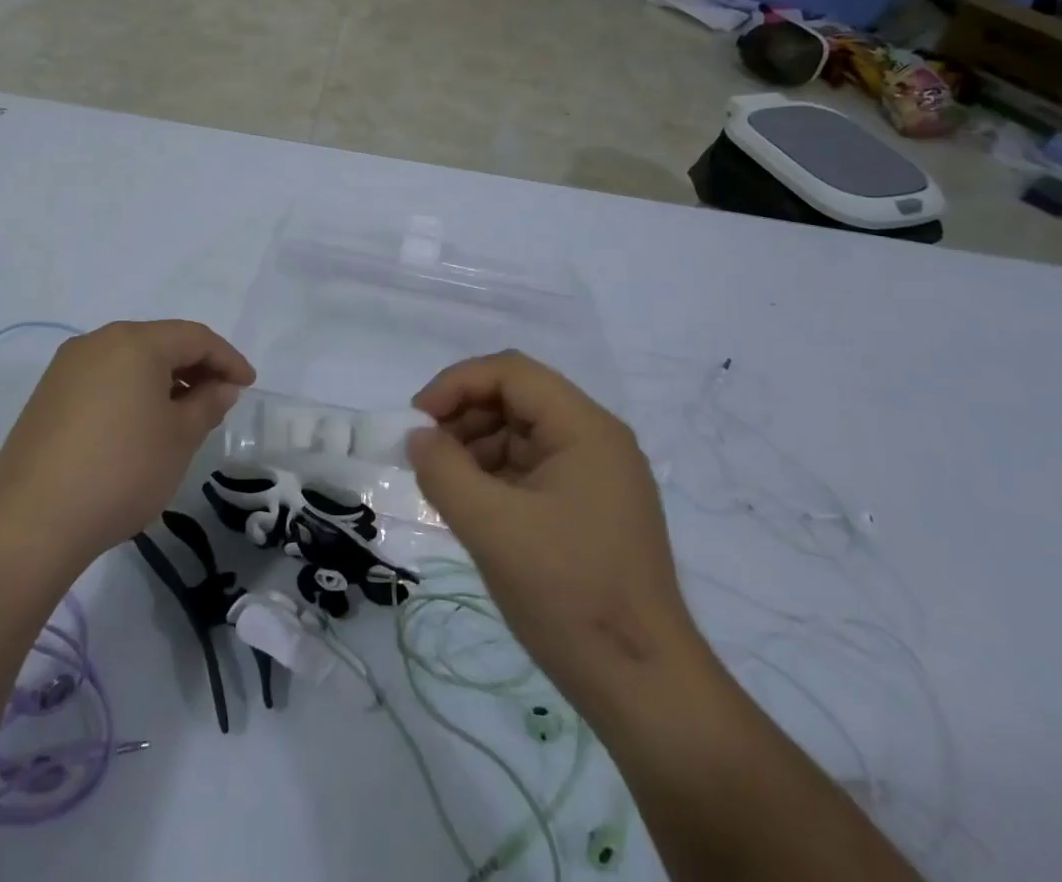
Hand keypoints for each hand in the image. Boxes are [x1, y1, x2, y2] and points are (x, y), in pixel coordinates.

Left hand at [0, 321, 254, 572]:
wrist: (31, 522)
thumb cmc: (121, 471)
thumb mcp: (179, 438)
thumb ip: (207, 404)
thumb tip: (221, 386)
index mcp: (135, 342)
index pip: (195, 337)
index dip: (228, 359)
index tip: (248, 385)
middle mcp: (99, 342)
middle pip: (160, 342)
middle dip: (195, 366)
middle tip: (219, 398)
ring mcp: (67, 367)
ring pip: (130, 360)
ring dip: (163, 380)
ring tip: (183, 414)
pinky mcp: (48, 395)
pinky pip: (104, 379)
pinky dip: (132, 392)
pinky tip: (140, 425)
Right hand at [406, 351, 704, 710]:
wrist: (644, 688)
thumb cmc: (568, 595)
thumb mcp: (492, 528)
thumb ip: (444, 471)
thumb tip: (418, 437)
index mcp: (585, 428)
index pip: (511, 373)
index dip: (457, 384)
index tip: (417, 420)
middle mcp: (596, 438)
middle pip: (517, 398)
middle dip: (464, 416)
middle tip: (425, 455)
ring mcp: (597, 474)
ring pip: (522, 433)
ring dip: (476, 446)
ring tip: (443, 484)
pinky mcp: (591, 507)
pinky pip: (533, 468)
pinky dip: (496, 476)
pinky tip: (471, 506)